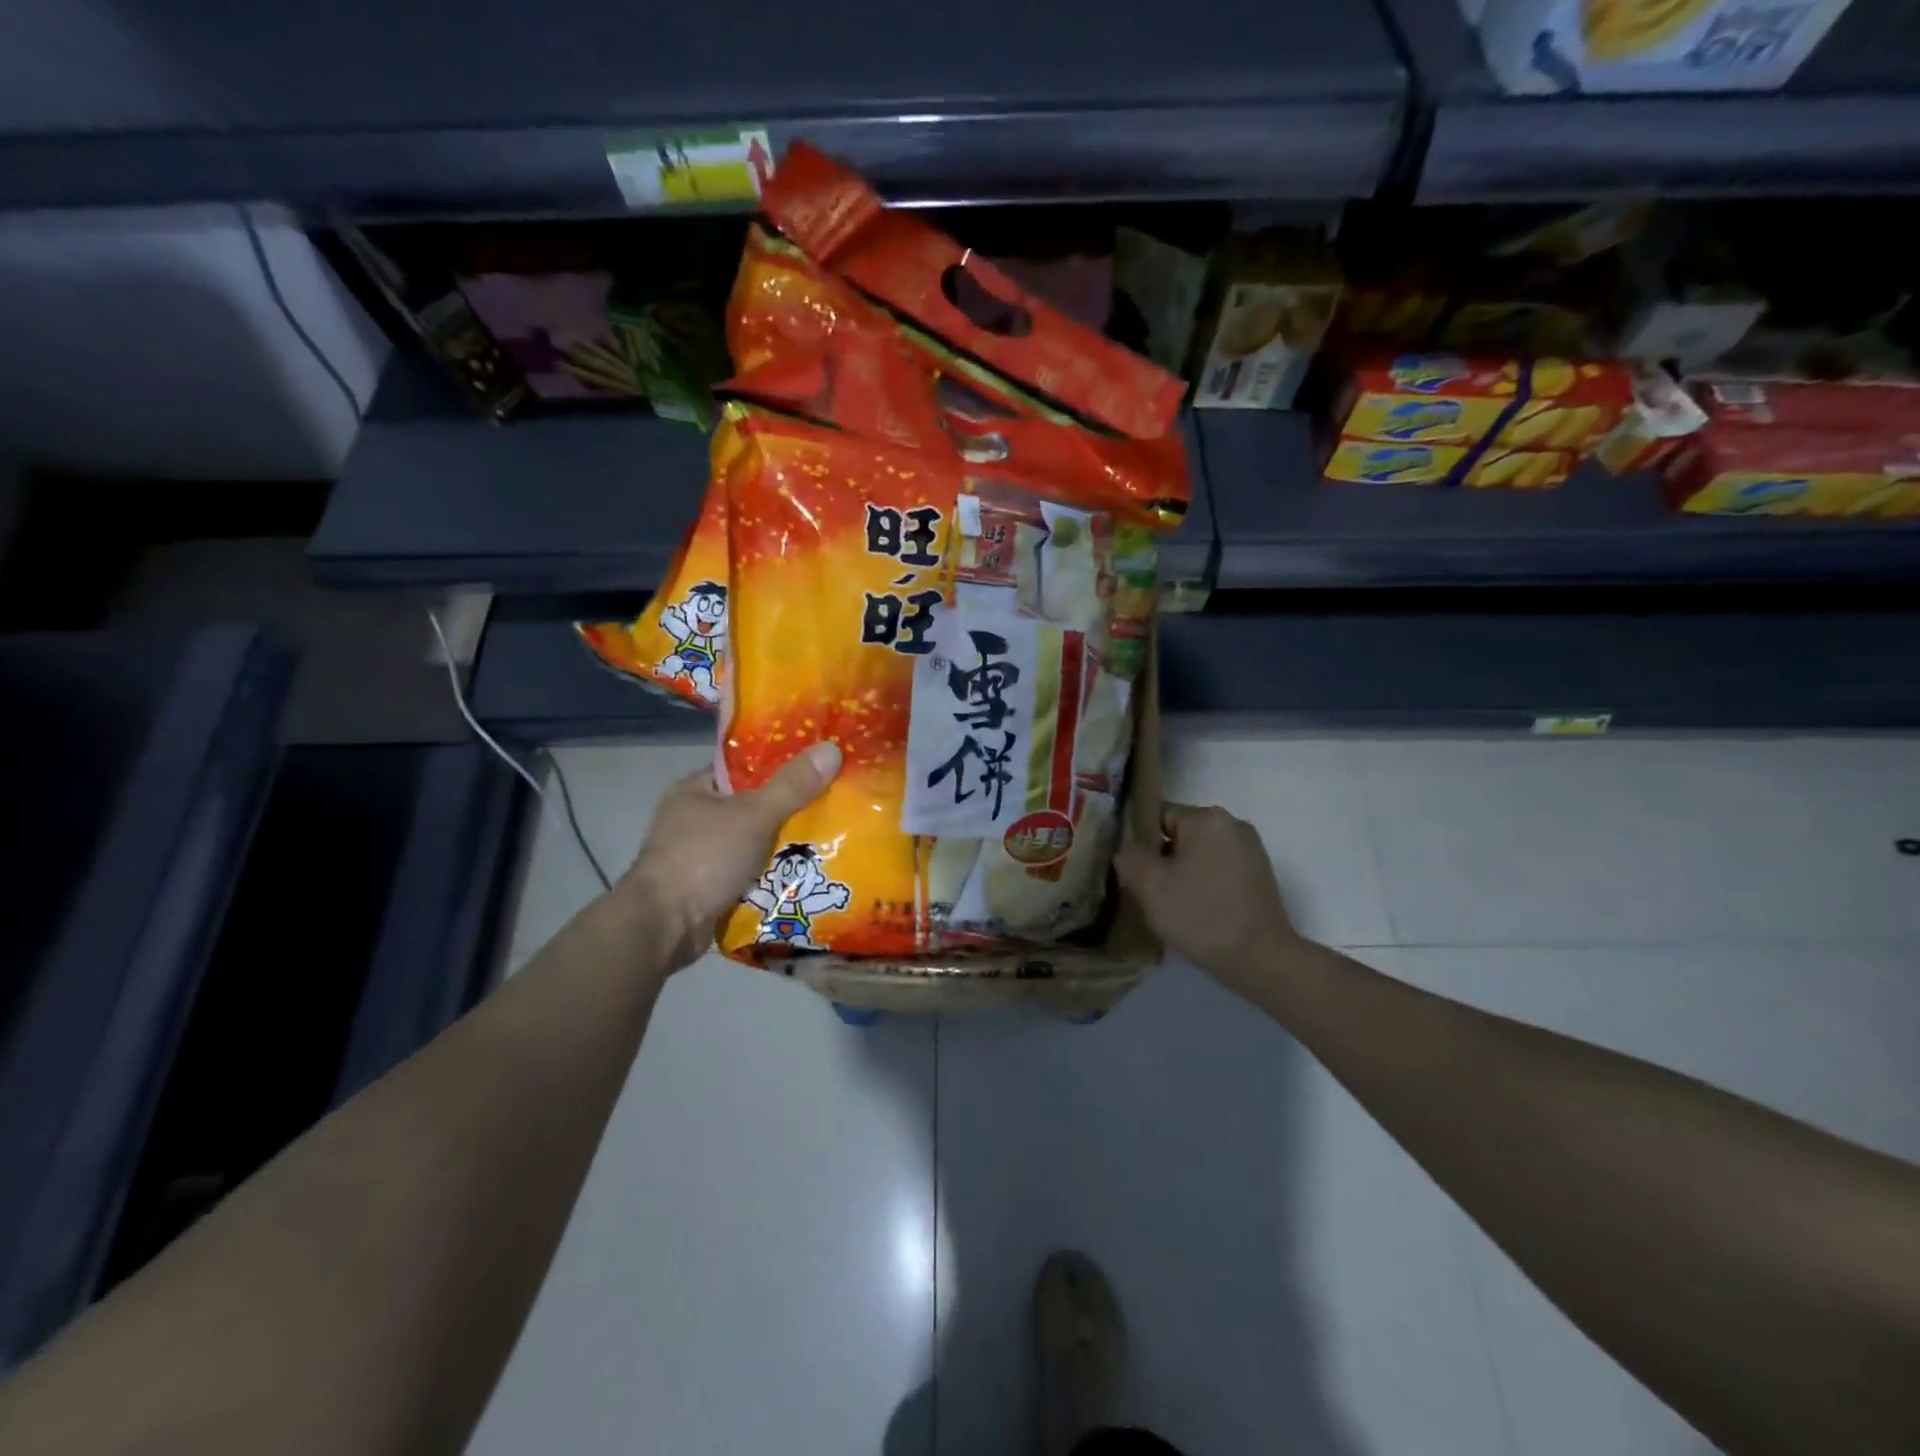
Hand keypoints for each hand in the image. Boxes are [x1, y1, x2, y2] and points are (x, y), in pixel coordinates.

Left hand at [622, 742, 841, 969]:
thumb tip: (831, 748)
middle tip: (832, 805)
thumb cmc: (704, 858)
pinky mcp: (707, 887)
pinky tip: (805, 873)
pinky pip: (749, 872)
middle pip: (754, 805)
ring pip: (754, 841)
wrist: (663, 927)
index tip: (818, 768)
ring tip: (830, 839)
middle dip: (790, 810)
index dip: (782, 765)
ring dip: (783, 846)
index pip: (745, 767)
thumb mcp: (754, 815)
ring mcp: (699, 854)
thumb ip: (792, 785)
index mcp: (697, 789)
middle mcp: (694, 818)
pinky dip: (771, 874)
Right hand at [1114, 802, 1302, 995]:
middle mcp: (1233, 825)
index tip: (1130, 871)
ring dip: (1181, 874)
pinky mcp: (1259, 878)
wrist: (1261, 960)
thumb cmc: (1201, 915)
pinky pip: (1218, 871)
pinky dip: (1203, 885)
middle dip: (1160, 860)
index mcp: (1207, 818)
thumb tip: (1128, 851)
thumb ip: (1129, 858)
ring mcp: (1251, 852)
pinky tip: (1195, 912)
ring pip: (1199, 855)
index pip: (1158, 816)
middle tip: (1145, 891)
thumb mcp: (1150, 886)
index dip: (1138, 841)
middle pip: (1179, 835)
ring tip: (1168, 905)